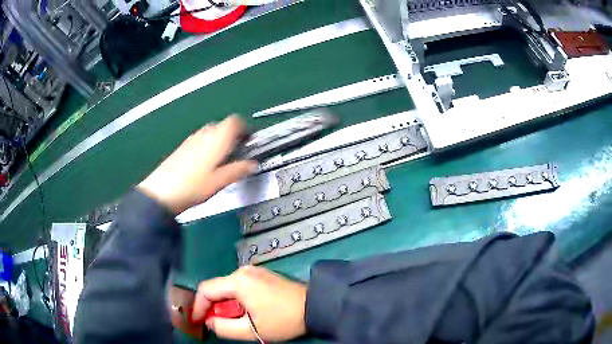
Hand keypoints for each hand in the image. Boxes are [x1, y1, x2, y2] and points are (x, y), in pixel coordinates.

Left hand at [137, 115, 257, 213]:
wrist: (162, 192)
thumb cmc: (192, 186)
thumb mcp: (220, 181)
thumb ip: (238, 170)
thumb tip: (252, 165)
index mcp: (217, 139)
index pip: (235, 121)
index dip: (245, 127)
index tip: (249, 139)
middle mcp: (204, 134)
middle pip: (223, 125)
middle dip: (233, 135)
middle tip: (238, 151)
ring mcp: (191, 140)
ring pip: (211, 132)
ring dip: (220, 140)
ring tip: (222, 159)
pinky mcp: (183, 147)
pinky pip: (200, 140)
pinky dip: (207, 146)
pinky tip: (206, 164)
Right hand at [192, 266, 306, 341]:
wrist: (315, 306)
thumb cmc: (283, 320)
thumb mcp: (252, 330)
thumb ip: (224, 328)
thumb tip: (209, 321)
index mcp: (238, 281)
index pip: (206, 290)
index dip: (198, 306)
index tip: (198, 321)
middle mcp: (244, 271)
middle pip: (217, 288)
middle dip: (214, 307)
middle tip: (219, 324)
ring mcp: (254, 271)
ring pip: (229, 288)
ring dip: (227, 305)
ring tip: (237, 320)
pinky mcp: (263, 275)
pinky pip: (241, 286)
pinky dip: (237, 300)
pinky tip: (248, 312)